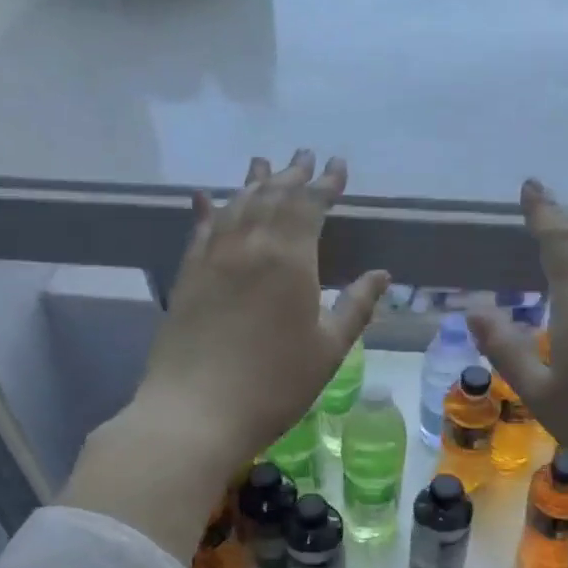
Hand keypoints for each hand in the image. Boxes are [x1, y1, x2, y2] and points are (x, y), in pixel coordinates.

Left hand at [131, 150, 389, 475]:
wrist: (196, 412)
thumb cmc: (274, 385)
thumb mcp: (328, 350)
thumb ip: (356, 307)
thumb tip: (380, 275)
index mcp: (290, 259)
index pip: (310, 205)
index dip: (326, 184)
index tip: (338, 166)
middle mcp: (249, 245)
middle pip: (272, 196)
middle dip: (292, 174)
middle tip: (305, 155)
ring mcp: (212, 258)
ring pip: (235, 205)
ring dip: (253, 182)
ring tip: (264, 164)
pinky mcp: (187, 276)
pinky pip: (199, 230)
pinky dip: (208, 209)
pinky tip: (205, 198)